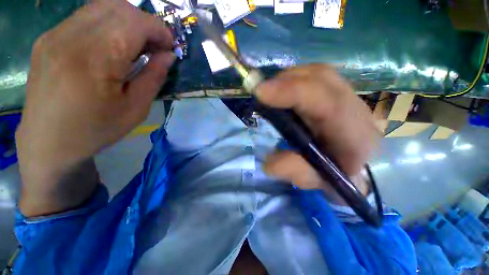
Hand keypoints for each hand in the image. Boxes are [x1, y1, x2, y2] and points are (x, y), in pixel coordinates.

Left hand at [16, 0, 174, 214]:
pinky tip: (118, 43)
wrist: (49, 145)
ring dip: (129, 21)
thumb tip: (167, 56)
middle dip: (147, 23)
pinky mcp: (52, 38)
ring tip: (143, 43)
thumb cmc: (97, 131)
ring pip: (103, 7)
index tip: (174, 46)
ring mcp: (58, 34)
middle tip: (162, 44)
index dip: (160, 31)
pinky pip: (89, 17)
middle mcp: (74, 36)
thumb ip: (153, 76)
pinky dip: (111, 23)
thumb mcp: (136, 107)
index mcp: (97, 59)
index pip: (136, 23)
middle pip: (119, 8)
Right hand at [257, 65, 379, 201]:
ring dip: (290, 79)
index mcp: (355, 136)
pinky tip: (285, 90)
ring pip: (318, 74)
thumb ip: (294, 171)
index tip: (261, 93)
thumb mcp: (316, 180)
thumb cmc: (338, 175)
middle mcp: (356, 110)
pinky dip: (296, 79)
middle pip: (322, 79)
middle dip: (286, 82)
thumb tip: (268, 161)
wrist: (359, 167)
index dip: (292, 93)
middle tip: (262, 92)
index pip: (328, 104)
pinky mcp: (341, 93)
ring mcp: (350, 97)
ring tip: (271, 92)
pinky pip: (317, 77)